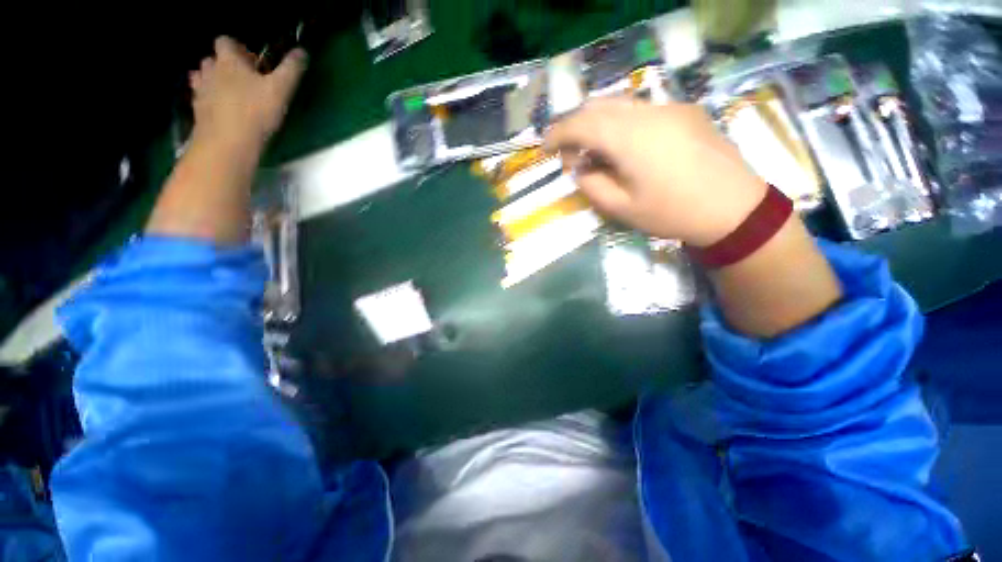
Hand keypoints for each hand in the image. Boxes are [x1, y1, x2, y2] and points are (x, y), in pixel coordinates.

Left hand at [189, 36, 306, 150]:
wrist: (228, 141)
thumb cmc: (255, 111)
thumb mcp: (281, 89)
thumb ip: (291, 69)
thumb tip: (302, 51)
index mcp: (229, 61)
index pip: (225, 41)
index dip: (236, 47)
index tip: (250, 61)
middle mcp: (210, 70)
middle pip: (212, 59)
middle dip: (224, 64)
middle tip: (242, 79)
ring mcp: (201, 91)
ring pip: (202, 77)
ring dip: (213, 80)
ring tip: (230, 94)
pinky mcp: (198, 110)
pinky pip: (200, 97)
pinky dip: (208, 99)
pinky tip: (220, 109)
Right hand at [545, 97, 766, 246]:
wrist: (734, 208)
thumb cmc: (672, 213)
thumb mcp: (621, 208)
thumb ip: (592, 185)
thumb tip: (580, 169)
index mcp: (629, 138)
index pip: (581, 125)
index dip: (558, 133)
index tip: (545, 146)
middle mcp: (647, 112)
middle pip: (599, 106)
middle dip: (576, 126)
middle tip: (570, 153)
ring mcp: (669, 108)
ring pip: (621, 104)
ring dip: (598, 123)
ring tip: (595, 150)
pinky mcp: (685, 112)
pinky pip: (642, 109)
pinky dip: (622, 123)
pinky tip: (625, 146)